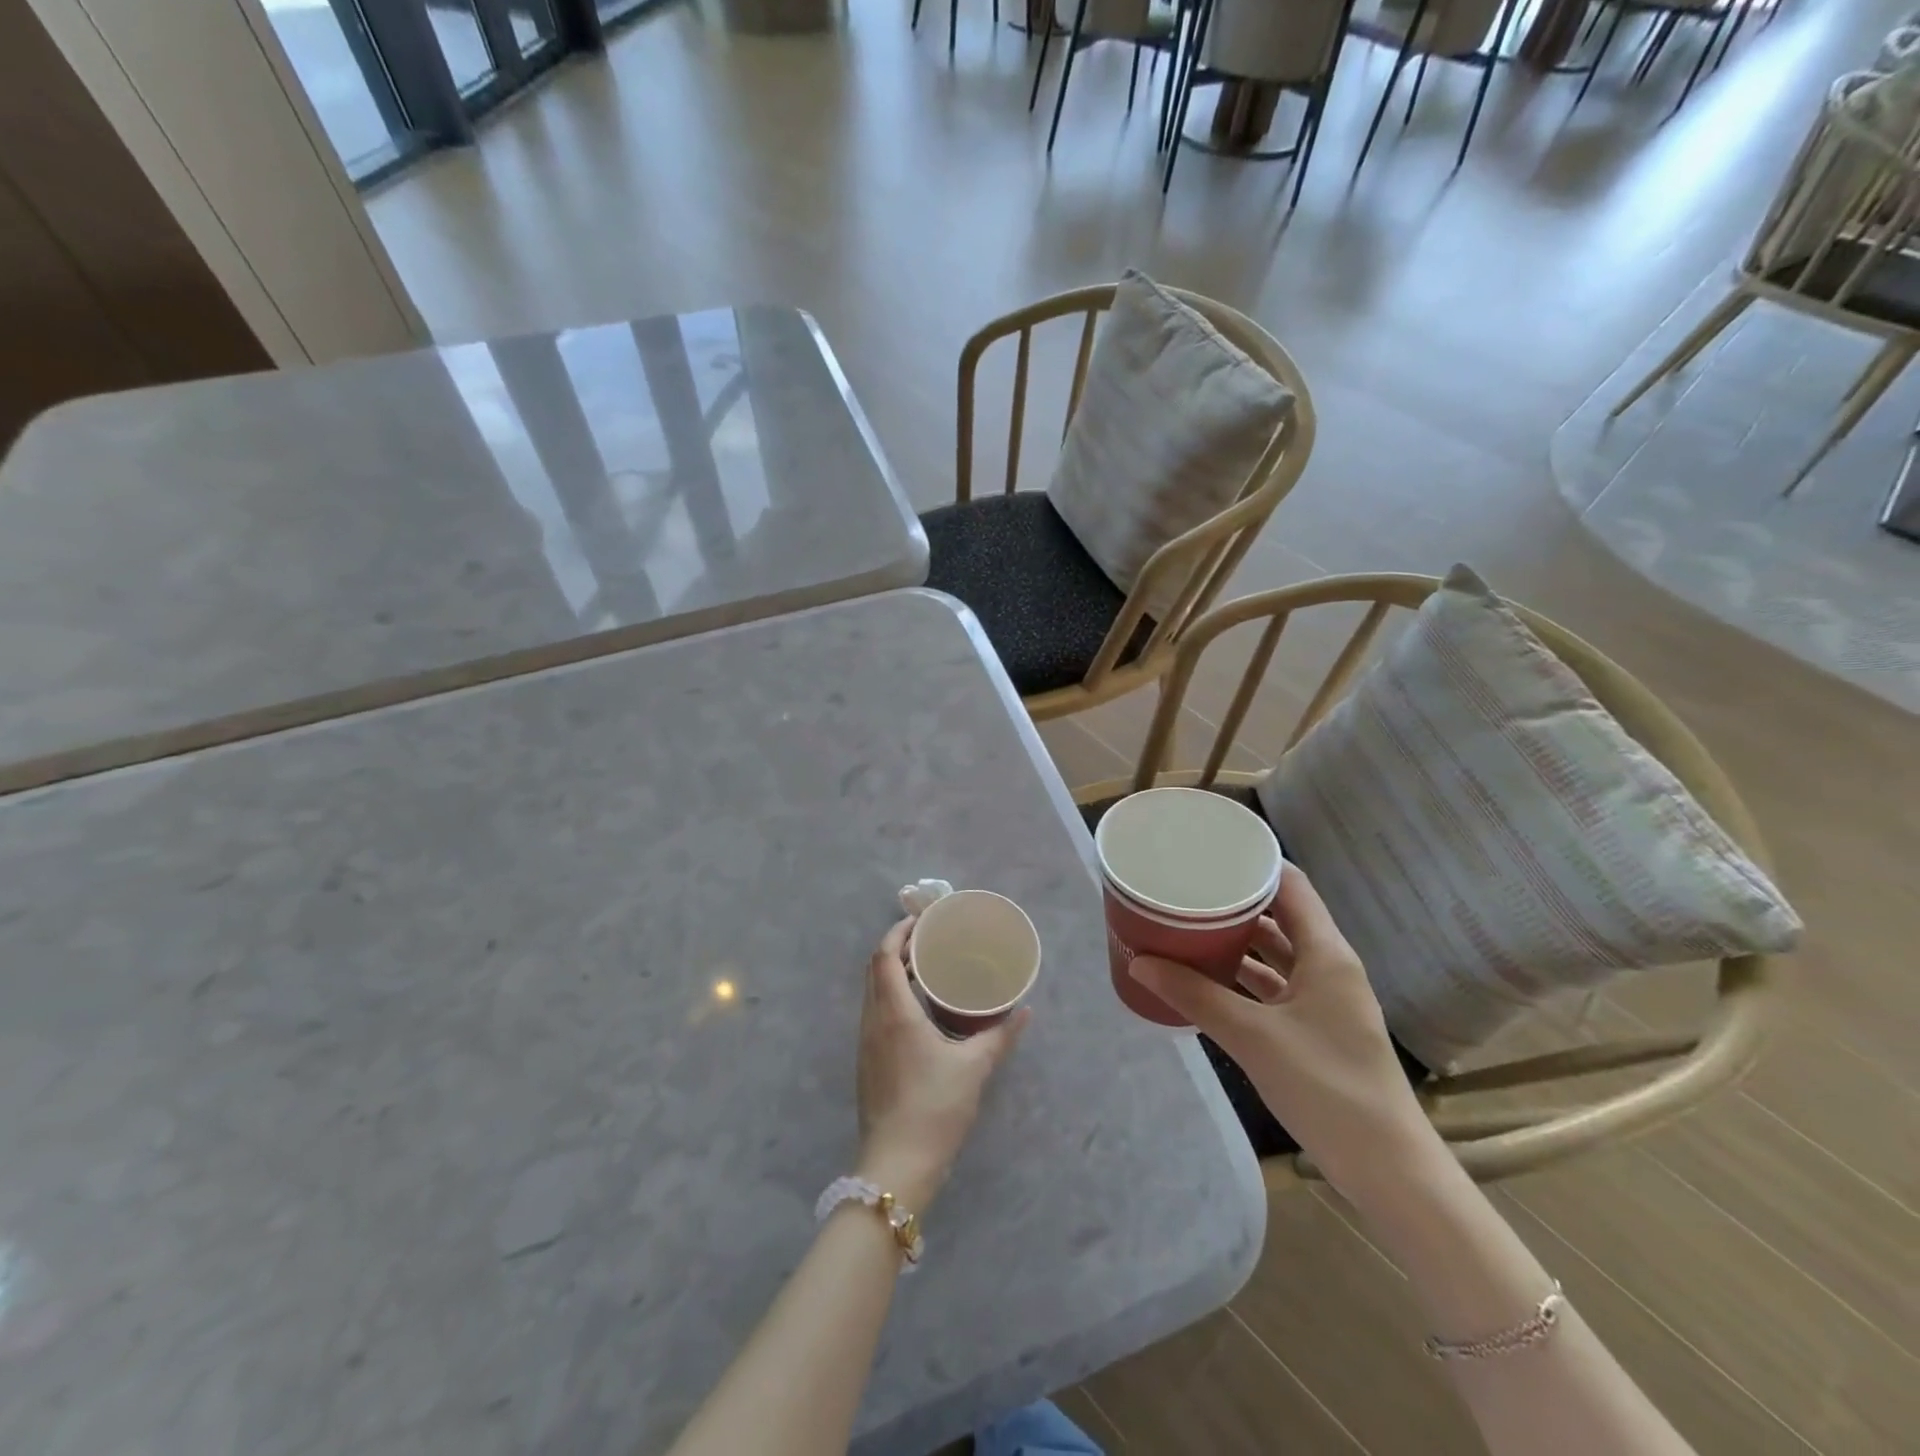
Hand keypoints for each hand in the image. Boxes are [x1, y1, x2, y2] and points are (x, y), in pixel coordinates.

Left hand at [854, 917, 1029, 1211]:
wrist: (896, 1166)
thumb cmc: (935, 1109)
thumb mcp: (974, 1068)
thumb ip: (1000, 1036)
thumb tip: (1024, 1012)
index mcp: (895, 1014)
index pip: (885, 956)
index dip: (898, 932)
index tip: (921, 921)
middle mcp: (873, 1021)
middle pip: (875, 969)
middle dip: (897, 948)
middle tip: (928, 941)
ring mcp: (865, 1043)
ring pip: (873, 992)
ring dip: (893, 973)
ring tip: (925, 970)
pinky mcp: (866, 1063)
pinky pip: (874, 1013)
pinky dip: (891, 996)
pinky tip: (917, 1011)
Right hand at [1127, 867, 1437, 1197]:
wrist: (1388, 1170)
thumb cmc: (1327, 1088)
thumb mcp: (1253, 1037)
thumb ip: (1195, 996)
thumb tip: (1139, 962)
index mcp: (1326, 953)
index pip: (1290, 884)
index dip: (1252, 863)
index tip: (1207, 853)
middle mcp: (1328, 965)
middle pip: (1280, 915)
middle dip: (1234, 901)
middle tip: (1185, 888)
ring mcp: (1324, 999)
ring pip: (1275, 952)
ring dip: (1236, 940)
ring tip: (1187, 925)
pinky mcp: (1316, 1028)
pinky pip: (1273, 986)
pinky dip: (1242, 977)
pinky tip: (1206, 978)